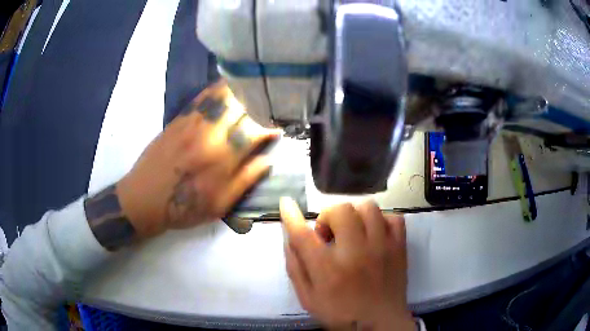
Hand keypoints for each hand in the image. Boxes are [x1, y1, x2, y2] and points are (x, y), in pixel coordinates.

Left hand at [115, 80, 278, 237]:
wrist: (145, 199)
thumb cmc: (184, 208)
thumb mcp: (219, 205)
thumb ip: (245, 179)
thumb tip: (268, 159)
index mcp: (221, 159)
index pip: (254, 132)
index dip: (269, 127)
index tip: (278, 128)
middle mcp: (208, 134)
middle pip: (240, 107)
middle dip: (259, 104)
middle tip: (267, 106)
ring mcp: (191, 123)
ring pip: (221, 96)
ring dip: (241, 91)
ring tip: (252, 92)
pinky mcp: (178, 119)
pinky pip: (201, 97)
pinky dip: (217, 89)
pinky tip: (226, 87)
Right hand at [280, 198, 413, 330]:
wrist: (380, 324)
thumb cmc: (340, 313)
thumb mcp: (308, 298)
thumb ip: (296, 268)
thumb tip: (289, 238)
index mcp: (328, 269)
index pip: (303, 234)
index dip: (291, 215)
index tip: (286, 203)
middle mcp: (355, 253)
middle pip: (340, 210)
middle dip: (329, 217)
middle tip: (330, 235)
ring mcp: (382, 247)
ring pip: (368, 208)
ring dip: (354, 216)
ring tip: (352, 231)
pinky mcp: (399, 247)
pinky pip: (393, 218)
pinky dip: (381, 221)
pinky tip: (375, 235)